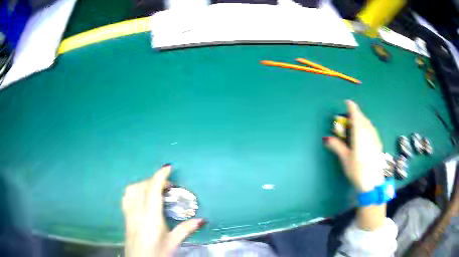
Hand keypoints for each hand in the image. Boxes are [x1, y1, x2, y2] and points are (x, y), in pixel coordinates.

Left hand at [122, 164, 204, 256]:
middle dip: (155, 179)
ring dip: (144, 183)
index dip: (160, 176)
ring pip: (133, 189)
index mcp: (151, 216)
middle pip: (143, 186)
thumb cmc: (156, 252)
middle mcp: (138, 210)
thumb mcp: (173, 242)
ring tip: (155, 188)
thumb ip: (186, 229)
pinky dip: (134, 190)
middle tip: (168, 185)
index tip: (168, 168)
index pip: (153, 189)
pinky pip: (127, 196)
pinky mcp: (125, 215)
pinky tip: (141, 195)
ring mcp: (129, 212)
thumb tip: (202, 220)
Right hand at [324, 100, 384, 191]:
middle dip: (356, 113)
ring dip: (362, 119)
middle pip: (363, 118)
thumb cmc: (358, 171)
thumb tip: (326, 138)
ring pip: (368, 123)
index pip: (356, 116)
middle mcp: (368, 133)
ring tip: (356, 122)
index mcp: (359, 134)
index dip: (352, 107)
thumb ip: (337, 146)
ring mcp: (375, 138)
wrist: (373, 183)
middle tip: (349, 114)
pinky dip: (367, 126)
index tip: (347, 102)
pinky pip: (372, 129)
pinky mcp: (378, 144)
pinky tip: (365, 132)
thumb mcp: (345, 159)